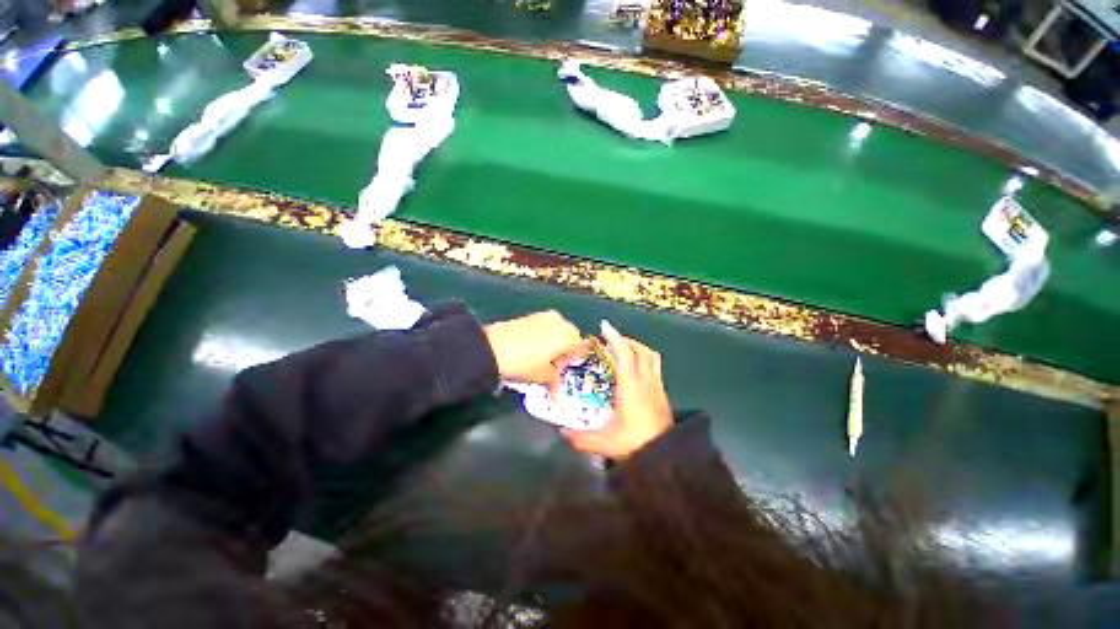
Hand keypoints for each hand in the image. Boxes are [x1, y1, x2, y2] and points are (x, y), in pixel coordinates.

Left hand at [485, 311, 587, 386]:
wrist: (493, 348)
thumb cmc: (525, 362)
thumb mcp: (543, 375)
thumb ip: (555, 380)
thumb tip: (558, 393)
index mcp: (568, 335)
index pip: (580, 346)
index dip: (572, 359)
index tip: (563, 369)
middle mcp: (559, 321)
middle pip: (569, 336)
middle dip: (564, 350)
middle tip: (553, 365)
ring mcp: (543, 316)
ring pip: (555, 330)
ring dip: (553, 343)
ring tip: (540, 358)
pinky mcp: (529, 316)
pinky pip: (542, 327)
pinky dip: (542, 337)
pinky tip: (530, 348)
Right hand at [563, 321, 672, 458]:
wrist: (666, 456)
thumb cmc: (634, 443)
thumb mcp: (603, 441)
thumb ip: (580, 437)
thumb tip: (562, 431)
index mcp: (630, 385)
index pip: (624, 353)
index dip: (614, 337)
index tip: (604, 326)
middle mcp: (645, 380)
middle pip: (639, 350)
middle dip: (625, 340)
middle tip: (611, 341)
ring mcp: (656, 385)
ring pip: (650, 356)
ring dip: (638, 347)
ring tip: (625, 350)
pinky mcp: (663, 393)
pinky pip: (656, 366)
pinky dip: (646, 359)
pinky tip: (637, 369)